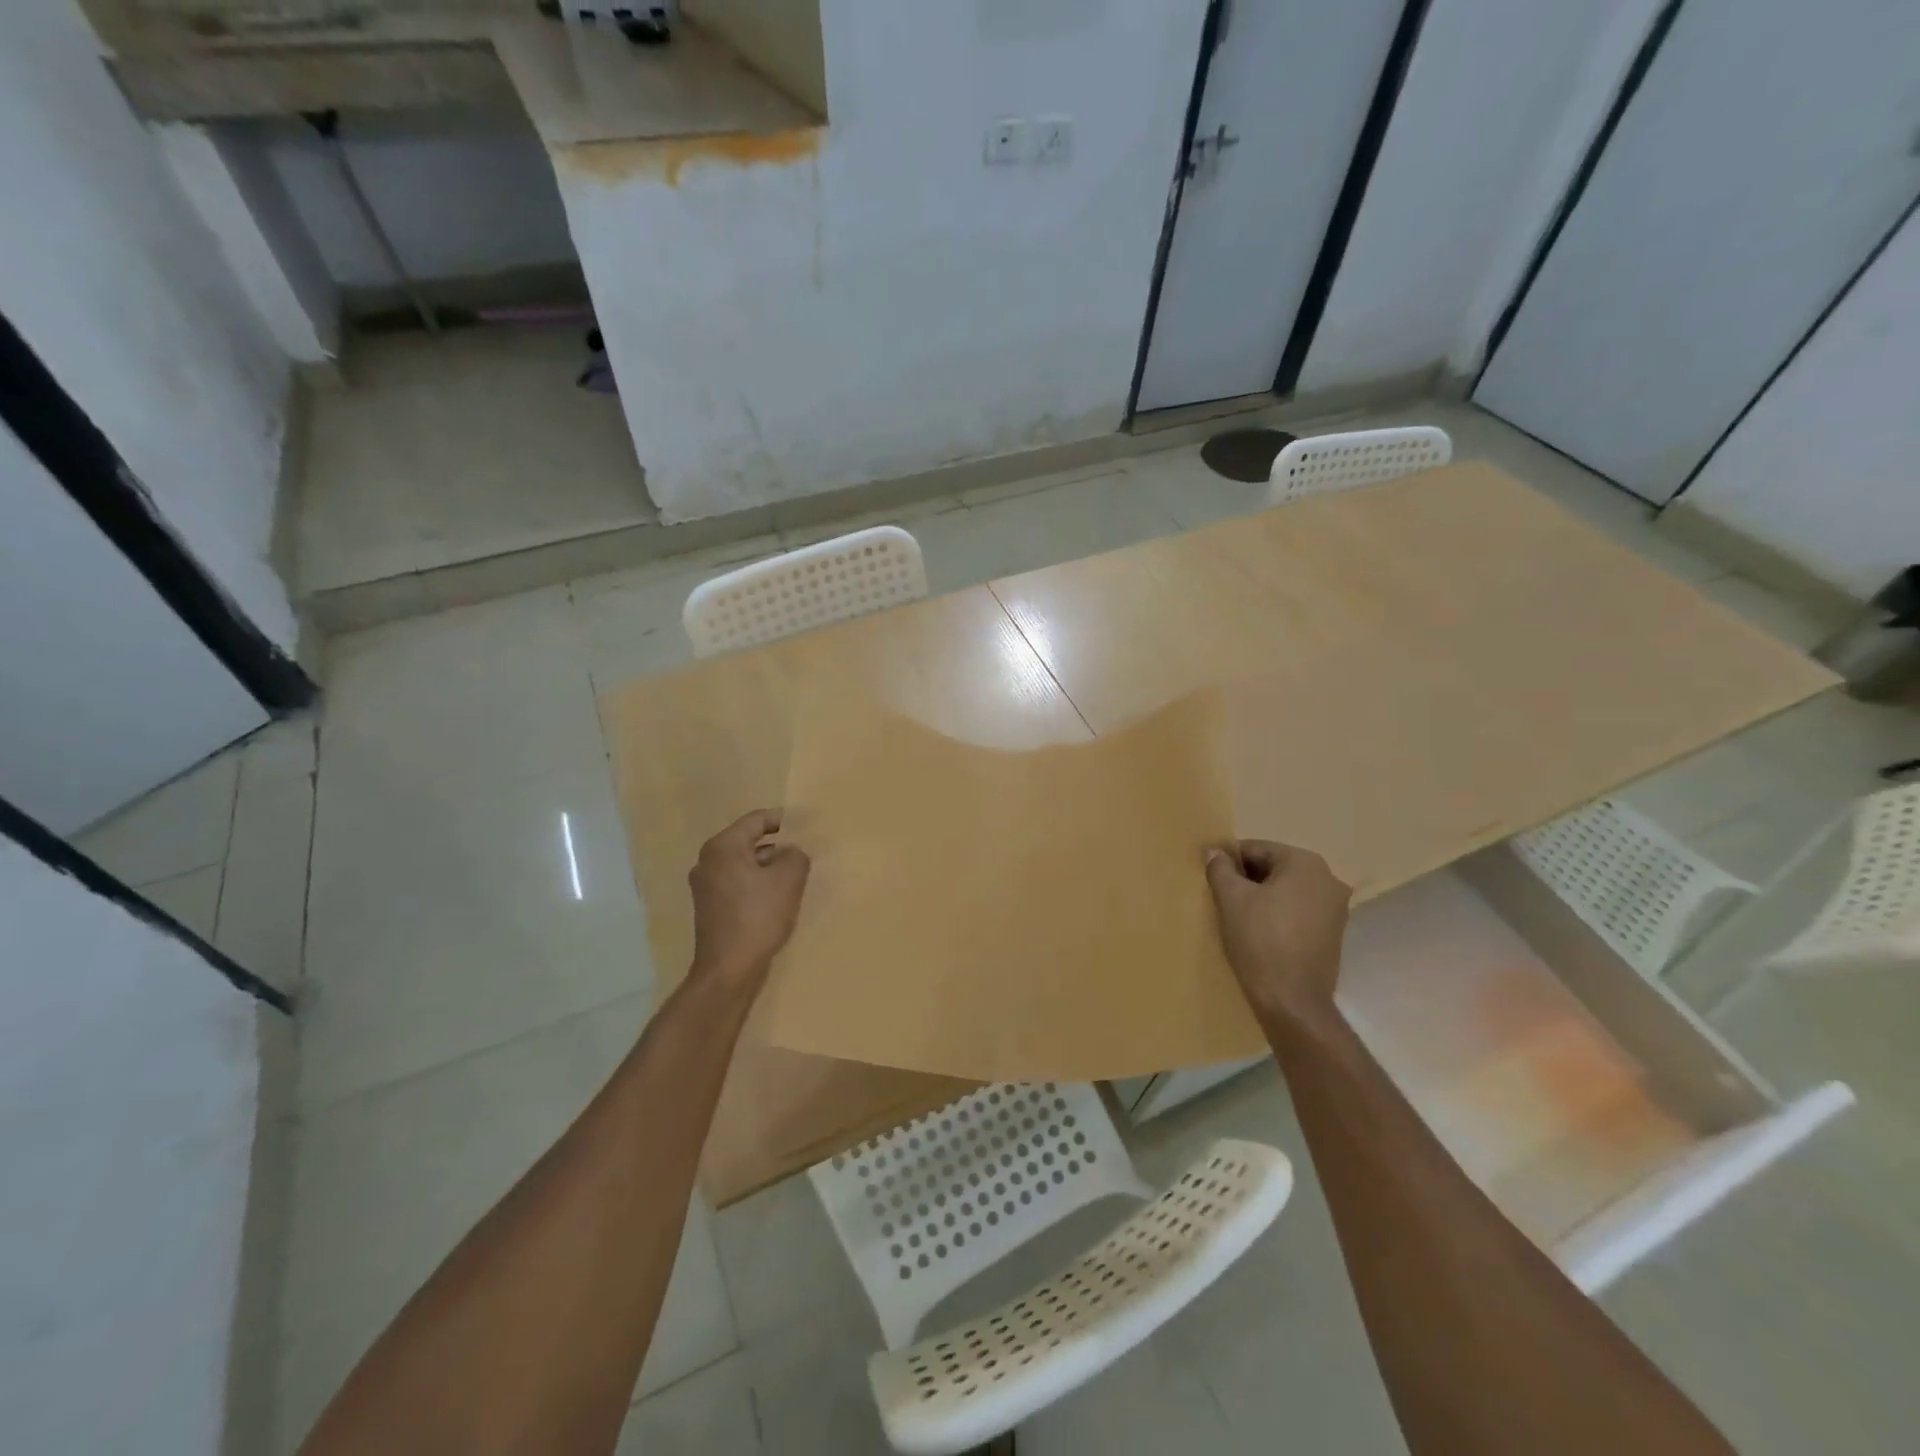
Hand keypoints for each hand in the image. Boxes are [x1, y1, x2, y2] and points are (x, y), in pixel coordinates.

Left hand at [688, 809, 810, 988]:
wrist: (729, 969)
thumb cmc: (758, 916)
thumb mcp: (788, 879)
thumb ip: (796, 856)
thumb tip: (790, 852)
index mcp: (723, 847)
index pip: (756, 820)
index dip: (781, 820)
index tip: (803, 825)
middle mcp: (708, 862)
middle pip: (748, 842)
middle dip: (776, 846)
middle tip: (802, 852)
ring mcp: (705, 887)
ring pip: (743, 864)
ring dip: (768, 867)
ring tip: (794, 877)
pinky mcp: (710, 908)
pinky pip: (738, 884)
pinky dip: (757, 884)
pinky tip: (776, 899)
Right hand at [1205, 840, 1351, 1022]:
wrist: (1292, 1001)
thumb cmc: (1260, 940)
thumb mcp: (1231, 899)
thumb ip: (1221, 869)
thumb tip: (1216, 853)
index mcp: (1306, 864)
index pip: (1258, 849)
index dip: (1231, 860)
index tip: (1212, 877)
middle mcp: (1329, 880)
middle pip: (1276, 868)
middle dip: (1249, 879)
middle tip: (1223, 897)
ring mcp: (1336, 909)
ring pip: (1289, 891)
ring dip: (1264, 897)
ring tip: (1239, 916)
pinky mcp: (1334, 934)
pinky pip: (1300, 912)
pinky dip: (1280, 915)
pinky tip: (1260, 932)